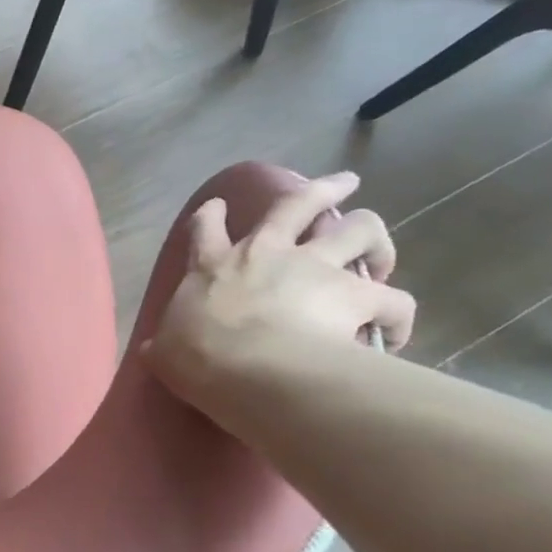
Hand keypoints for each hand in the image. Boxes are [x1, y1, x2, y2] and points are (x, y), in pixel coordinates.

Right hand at [145, 172, 414, 409]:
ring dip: (374, 240)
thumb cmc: (197, 356)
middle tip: (345, 183)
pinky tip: (394, 334)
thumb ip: (164, 343)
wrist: (248, 368)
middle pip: (299, 204)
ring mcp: (315, 268)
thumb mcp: (165, 349)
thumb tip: (154, 350)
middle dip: (322, 190)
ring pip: (359, 230)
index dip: (211, 215)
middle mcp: (267, 253)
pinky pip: (395, 300)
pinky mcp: (357, 294)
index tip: (218, 205)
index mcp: (214, 265)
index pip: (206, 228)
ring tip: (380, 256)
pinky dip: (398, 315)